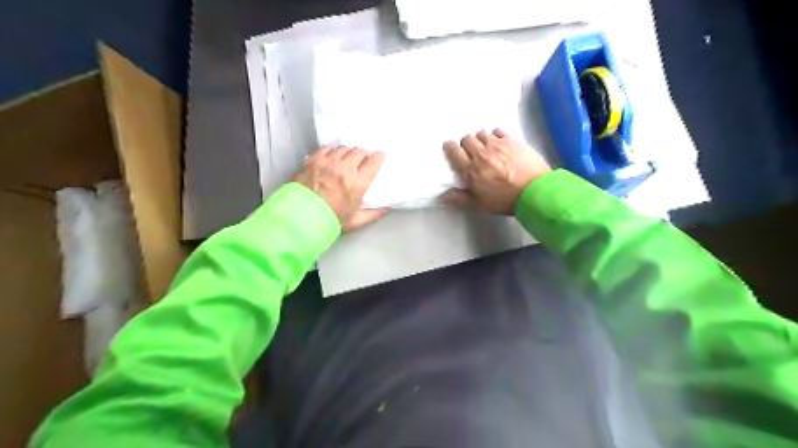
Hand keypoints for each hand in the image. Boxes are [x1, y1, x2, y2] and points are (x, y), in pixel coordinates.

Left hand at [297, 146, 390, 233]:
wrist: (302, 218)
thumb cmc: (332, 220)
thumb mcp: (356, 221)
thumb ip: (374, 214)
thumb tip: (387, 209)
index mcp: (358, 183)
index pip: (374, 162)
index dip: (379, 157)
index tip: (380, 156)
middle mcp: (345, 168)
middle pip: (359, 151)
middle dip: (363, 154)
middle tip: (363, 160)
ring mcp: (328, 162)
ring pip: (343, 148)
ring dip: (348, 152)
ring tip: (346, 158)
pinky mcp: (314, 160)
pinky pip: (327, 148)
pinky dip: (332, 150)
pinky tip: (332, 156)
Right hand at [443, 128, 549, 214]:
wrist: (534, 191)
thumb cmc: (504, 200)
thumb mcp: (479, 205)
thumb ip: (459, 199)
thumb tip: (442, 196)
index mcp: (470, 169)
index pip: (453, 151)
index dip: (450, 148)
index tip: (451, 149)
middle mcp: (481, 153)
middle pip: (466, 139)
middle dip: (466, 145)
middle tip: (472, 153)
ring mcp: (497, 144)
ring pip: (481, 133)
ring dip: (481, 140)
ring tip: (487, 148)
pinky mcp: (511, 140)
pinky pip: (497, 131)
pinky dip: (496, 136)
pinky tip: (500, 144)